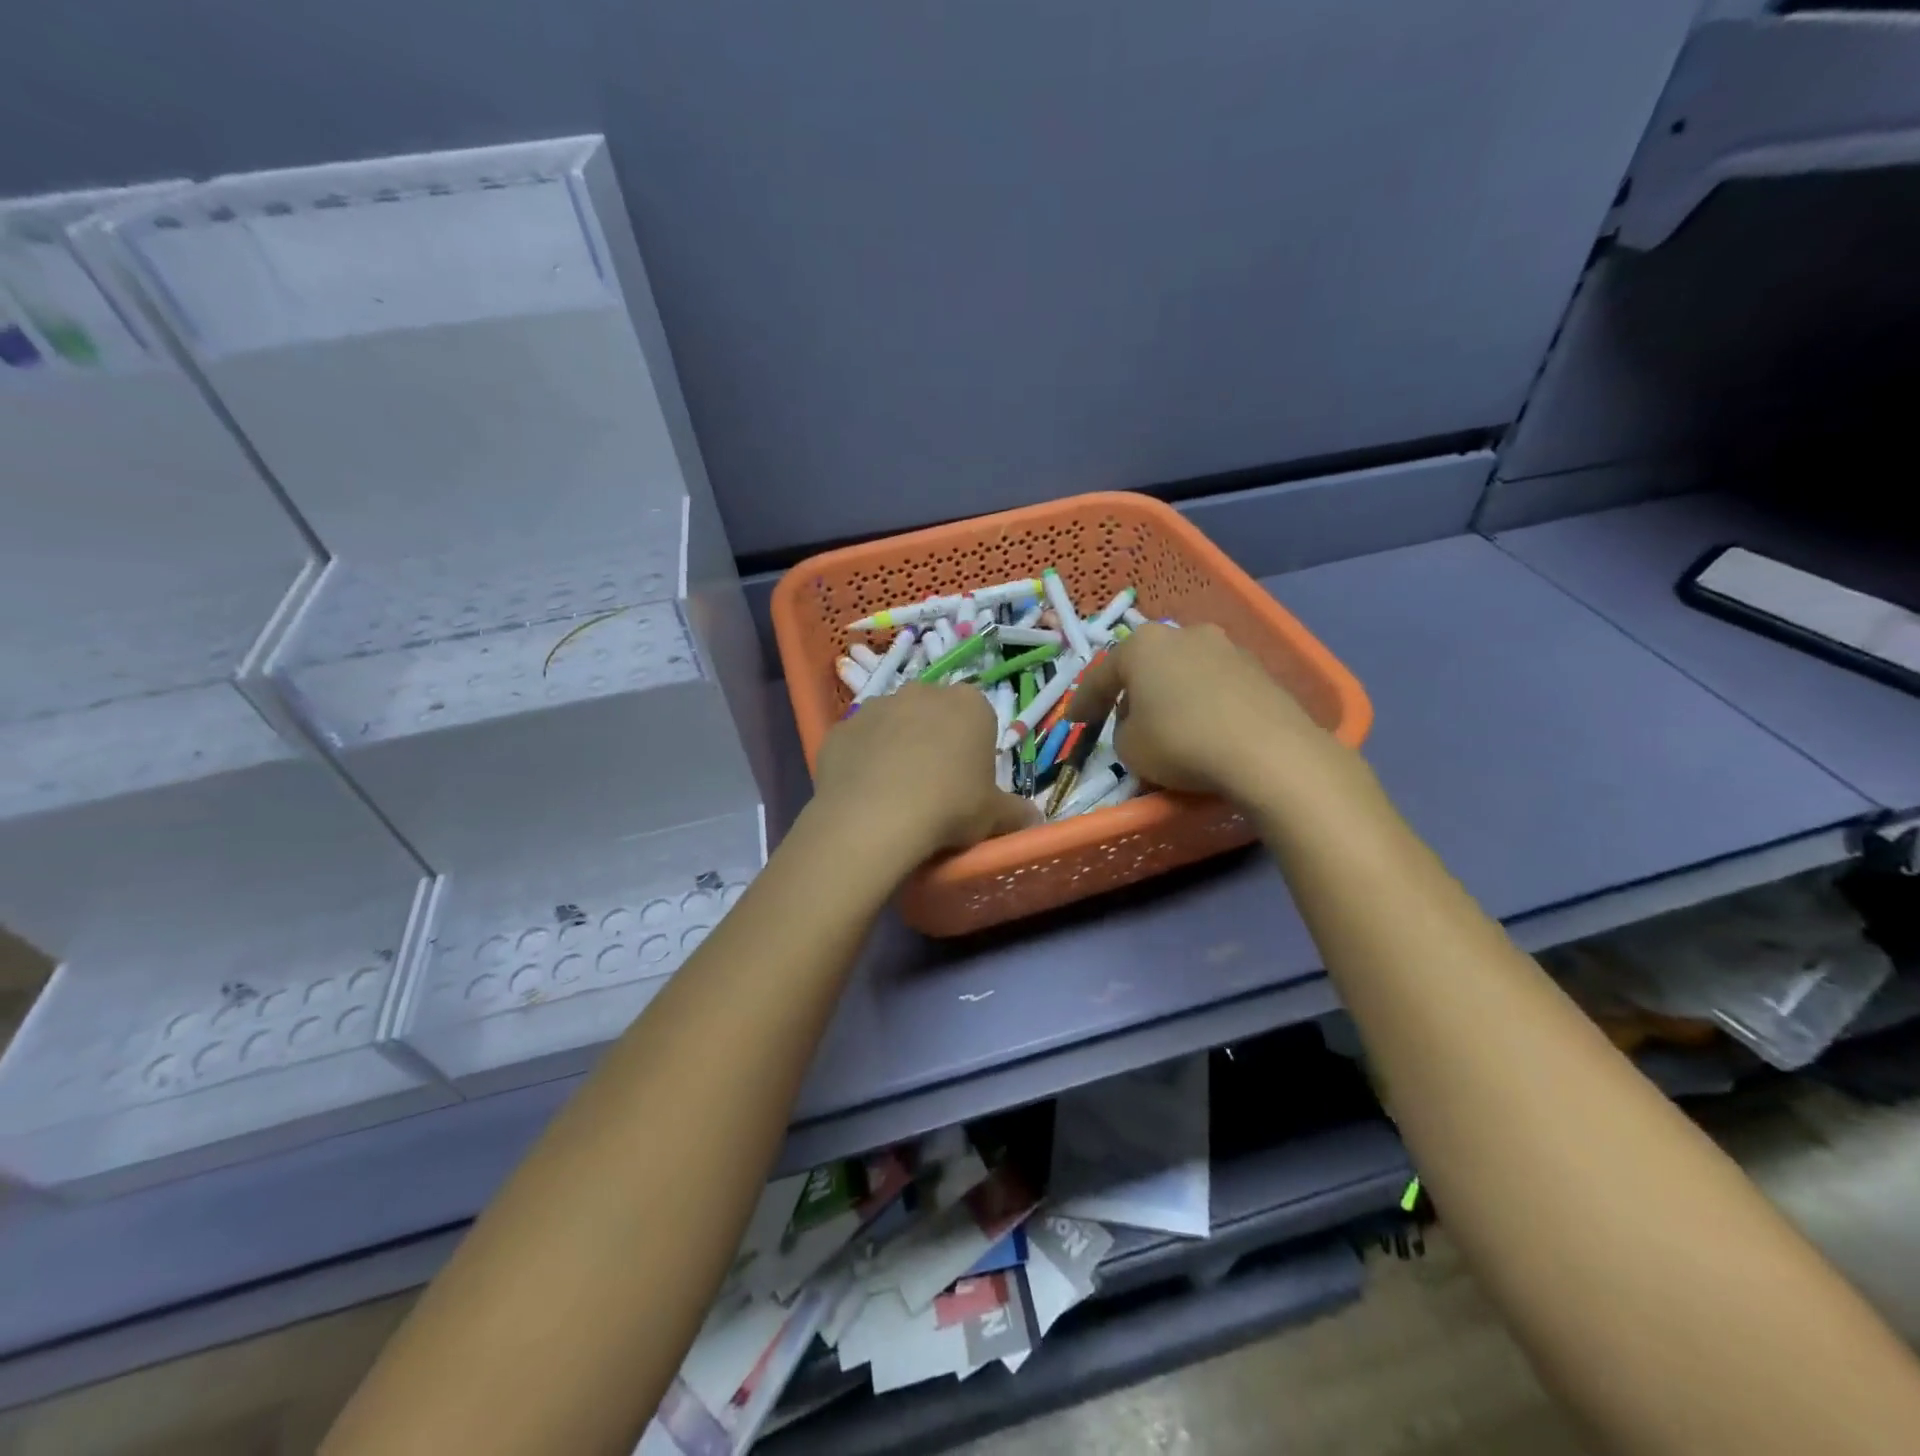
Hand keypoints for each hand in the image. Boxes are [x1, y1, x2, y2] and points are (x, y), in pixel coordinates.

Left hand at [811, 683, 1039, 858]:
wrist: (873, 818)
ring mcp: (875, 706)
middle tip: (935, 785)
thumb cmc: (949, 807)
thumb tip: (1033, 819)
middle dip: (935, 740)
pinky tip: (864, 794)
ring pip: (892, 724)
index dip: (975, 748)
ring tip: (895, 792)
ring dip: (896, 747)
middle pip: (934, 714)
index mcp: (969, 704)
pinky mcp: (840, 729)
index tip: (970, 780)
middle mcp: (921, 692)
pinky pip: (858, 743)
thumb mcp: (994, 816)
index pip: (979, 716)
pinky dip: (862, 762)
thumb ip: (1016, 812)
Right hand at [1066, 623, 1337, 802]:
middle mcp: (1184, 634)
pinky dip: (1205, 704)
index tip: (1075, 722)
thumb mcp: (1128, 748)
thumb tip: (1140, 722)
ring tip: (1169, 726)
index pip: (1102, 674)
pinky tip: (1206, 730)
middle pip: (1147, 665)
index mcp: (1142, 644)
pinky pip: (1217, 687)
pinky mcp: (1260, 670)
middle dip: (1134, 691)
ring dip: (1172, 695)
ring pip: (1184, 672)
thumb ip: (1122, 730)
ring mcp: (1227, 647)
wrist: (1267, 751)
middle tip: (1124, 720)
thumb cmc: (1180, 742)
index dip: (1084, 702)